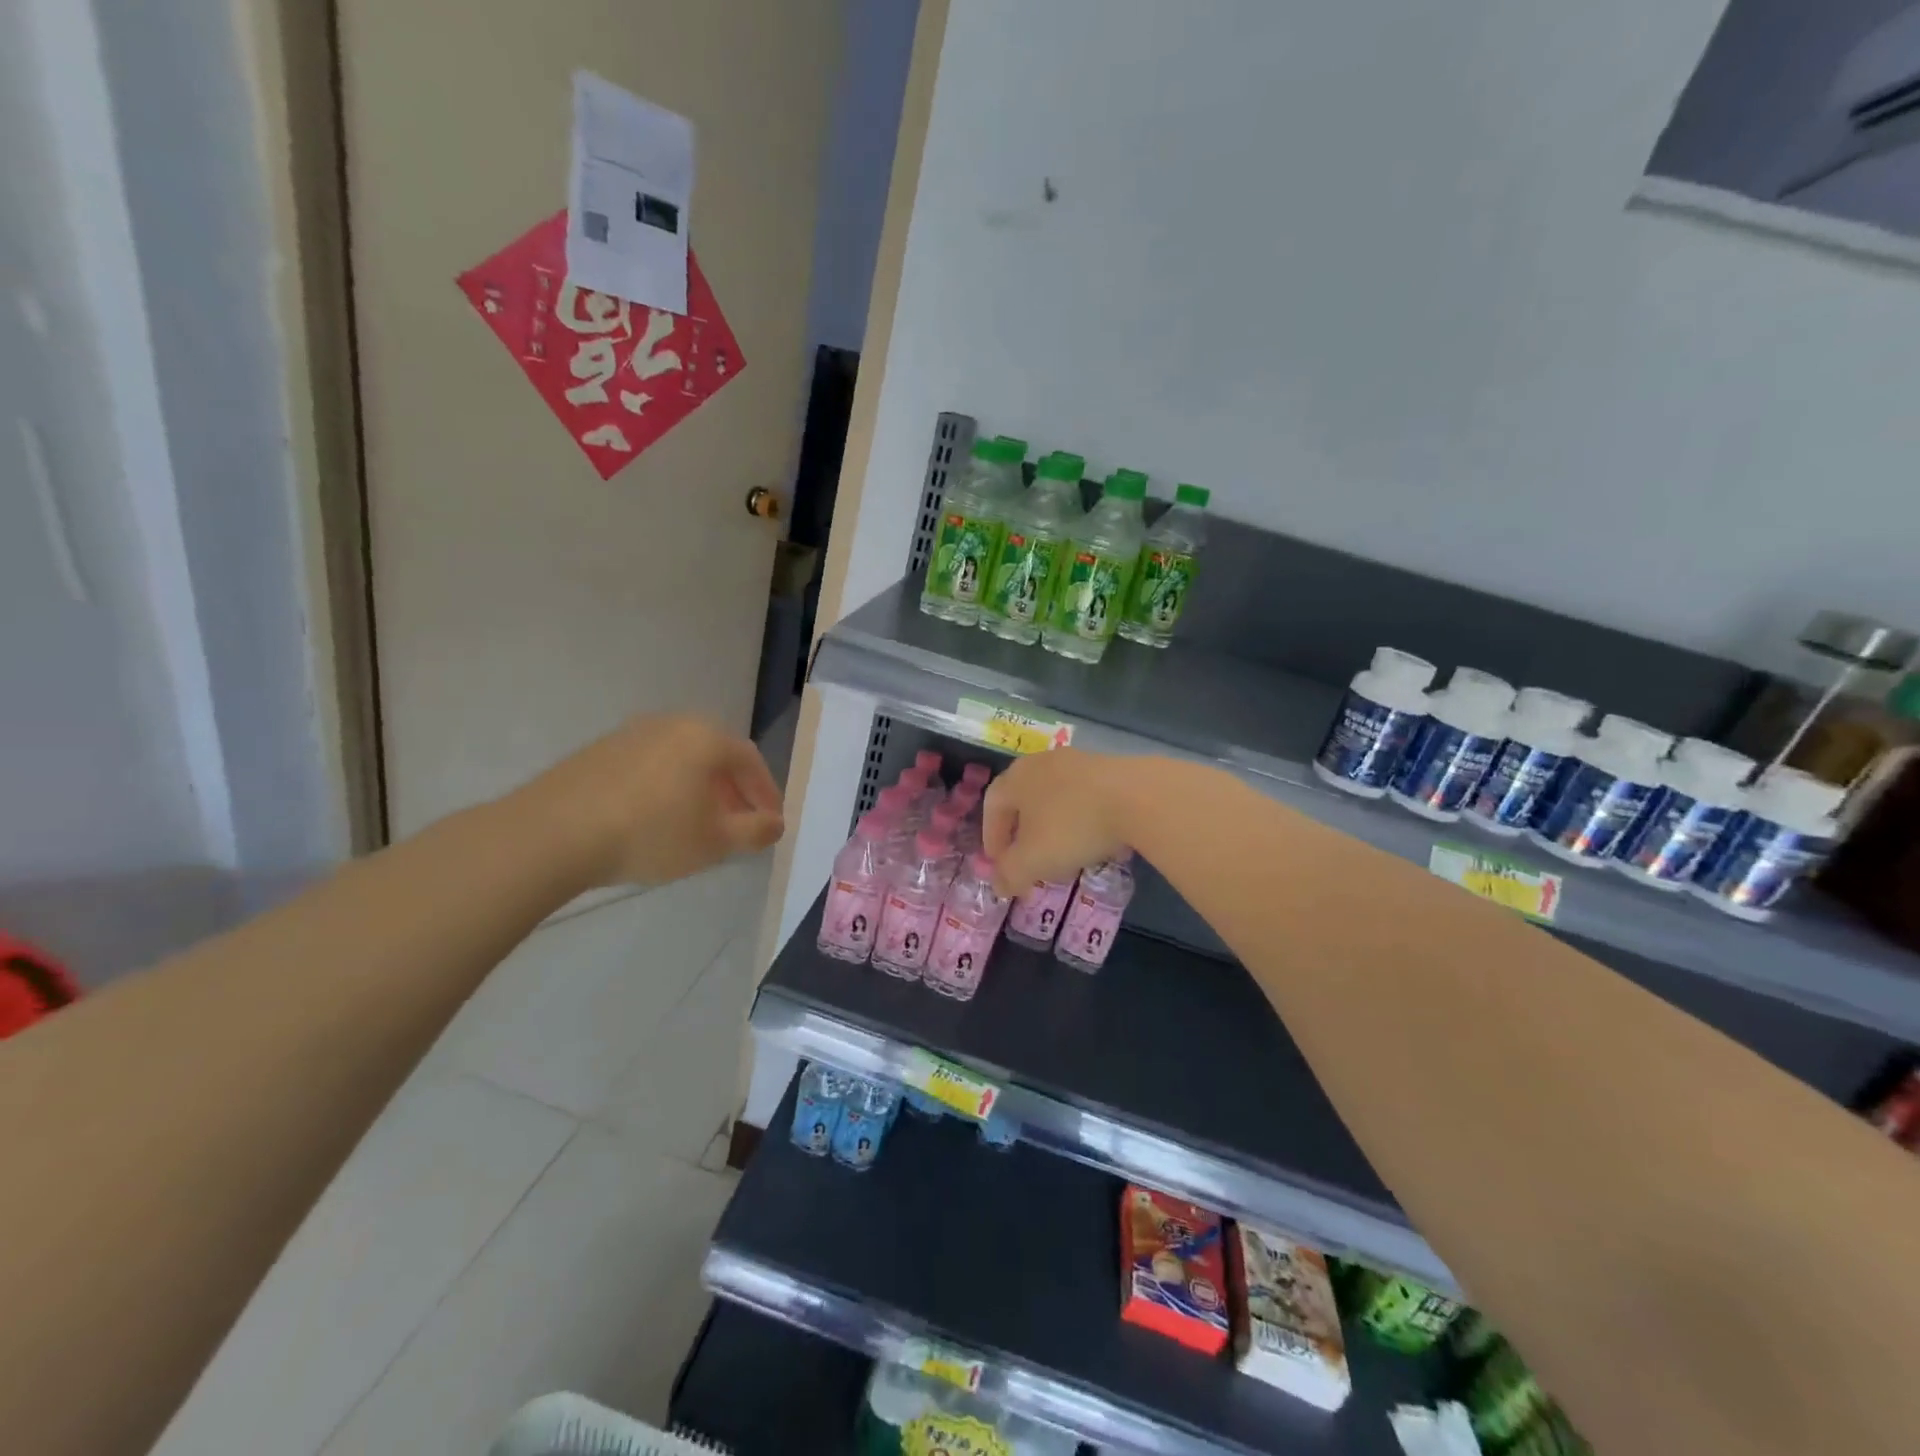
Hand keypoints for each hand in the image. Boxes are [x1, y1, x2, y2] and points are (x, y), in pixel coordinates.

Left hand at [524, 715, 784, 887]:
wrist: (553, 833)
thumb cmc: (650, 833)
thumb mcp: (714, 841)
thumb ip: (754, 831)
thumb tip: (775, 823)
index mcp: (705, 737)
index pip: (750, 760)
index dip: (766, 793)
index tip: (770, 822)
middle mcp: (671, 724)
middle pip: (715, 756)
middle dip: (732, 791)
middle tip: (738, 823)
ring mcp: (630, 734)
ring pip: (680, 760)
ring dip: (698, 790)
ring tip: (697, 825)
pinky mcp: (598, 751)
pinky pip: (648, 766)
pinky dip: (664, 789)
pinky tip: (654, 820)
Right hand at [981, 747, 1132, 896]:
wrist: (1137, 798)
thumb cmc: (1072, 827)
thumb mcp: (1033, 861)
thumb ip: (1010, 875)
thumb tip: (999, 885)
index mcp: (1016, 777)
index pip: (992, 806)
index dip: (992, 838)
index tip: (1000, 865)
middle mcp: (1041, 762)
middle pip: (1023, 799)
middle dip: (1023, 833)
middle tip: (1028, 860)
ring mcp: (1077, 761)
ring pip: (1055, 797)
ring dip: (1054, 826)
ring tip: (1064, 854)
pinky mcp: (1109, 767)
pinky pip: (1085, 797)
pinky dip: (1082, 819)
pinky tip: (1095, 840)